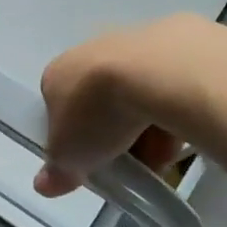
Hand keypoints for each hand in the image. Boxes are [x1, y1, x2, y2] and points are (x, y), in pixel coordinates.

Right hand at [33, 17, 200, 195]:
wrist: (155, 73)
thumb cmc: (96, 112)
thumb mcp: (68, 156)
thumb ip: (57, 170)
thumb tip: (44, 184)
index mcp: (56, 74)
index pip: (59, 108)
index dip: (74, 137)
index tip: (91, 161)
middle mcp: (88, 51)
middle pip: (100, 102)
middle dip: (114, 134)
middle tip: (129, 162)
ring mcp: (131, 43)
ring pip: (136, 95)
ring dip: (145, 126)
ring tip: (162, 152)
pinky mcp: (172, 42)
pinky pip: (168, 86)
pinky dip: (173, 108)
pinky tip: (182, 127)